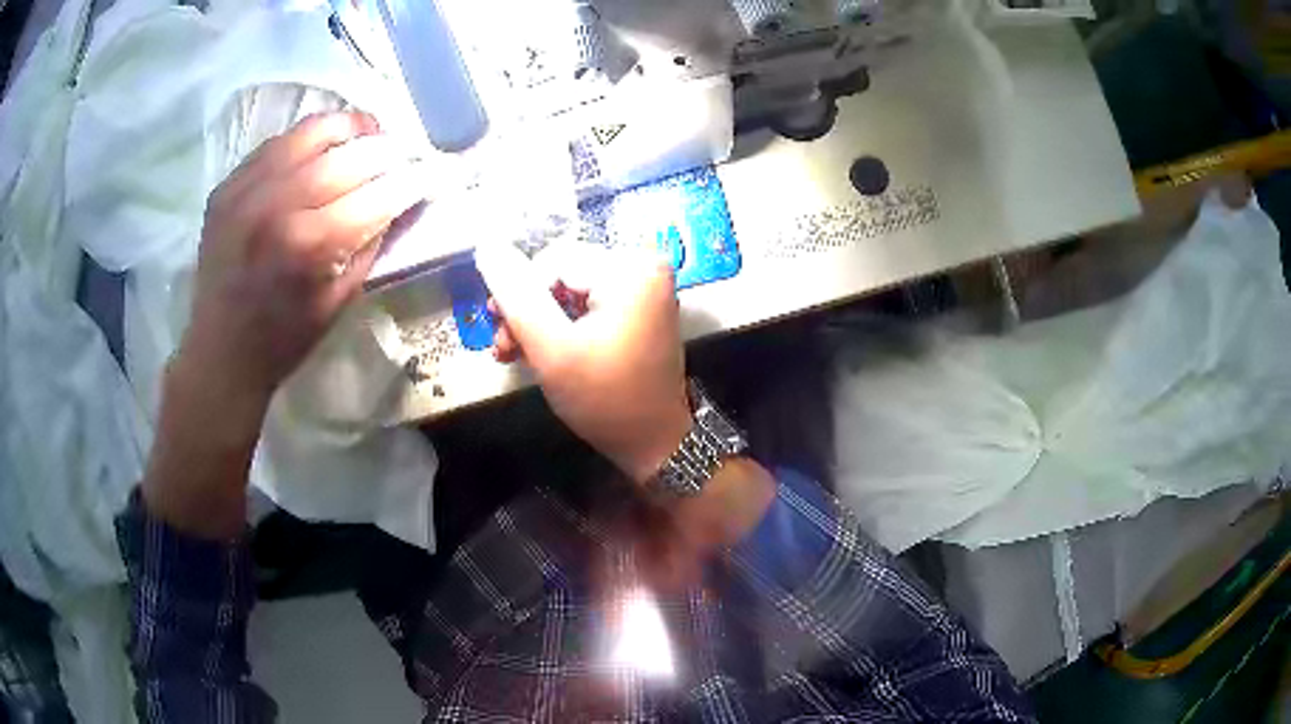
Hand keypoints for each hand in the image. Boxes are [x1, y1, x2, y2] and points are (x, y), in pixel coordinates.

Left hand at [180, 111, 427, 410]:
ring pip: (311, 131)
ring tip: (366, 136)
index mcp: (309, 244)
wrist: (220, 352)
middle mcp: (277, 205)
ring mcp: (247, 189)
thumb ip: (372, 242)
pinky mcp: (228, 185)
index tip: (434, 171)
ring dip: (349, 128)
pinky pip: (278, 143)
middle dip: (387, 149)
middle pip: (349, 153)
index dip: (413, 179)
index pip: (378, 193)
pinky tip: (320, 153)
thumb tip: (404, 199)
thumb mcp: (341, 299)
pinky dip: (307, 141)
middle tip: (403, 154)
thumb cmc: (285, 338)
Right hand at [477, 242, 691, 484]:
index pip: (552, 260)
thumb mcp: (550, 348)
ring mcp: (644, 285)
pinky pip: (588, 301)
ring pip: (570, 287)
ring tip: (514, 352)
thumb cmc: (604, 398)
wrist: (654, 443)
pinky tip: (540, 349)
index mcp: (630, 267)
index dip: (517, 293)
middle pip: (562, 271)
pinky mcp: (640, 305)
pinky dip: (563, 324)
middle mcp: (643, 265)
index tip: (497, 331)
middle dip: (527, 309)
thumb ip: (515, 295)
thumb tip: (487, 246)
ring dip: (539, 319)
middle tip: (504, 346)